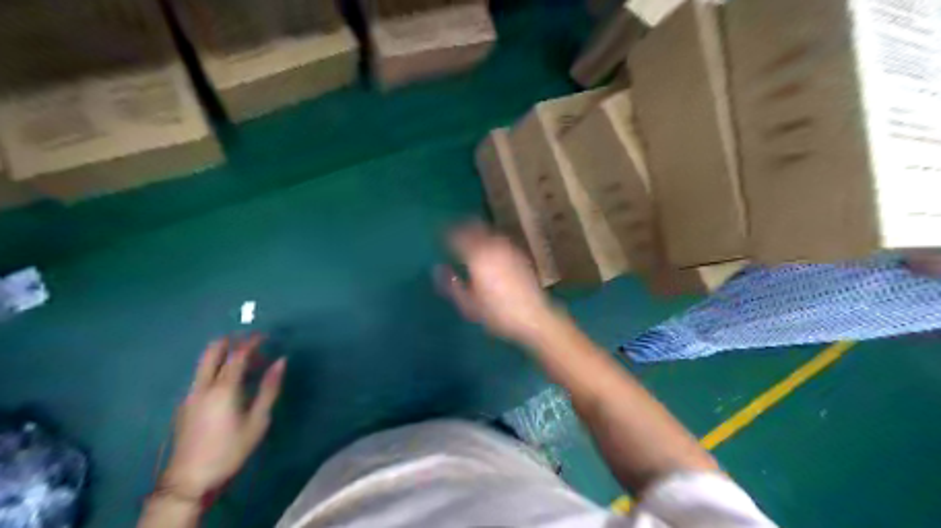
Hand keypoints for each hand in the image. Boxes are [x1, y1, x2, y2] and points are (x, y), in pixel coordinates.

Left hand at [162, 337, 283, 497]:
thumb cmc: (231, 449)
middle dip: (231, 341)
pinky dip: (216, 367)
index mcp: (223, 388)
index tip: (266, 335)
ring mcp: (190, 394)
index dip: (251, 341)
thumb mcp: (258, 420)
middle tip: (251, 342)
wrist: (189, 480)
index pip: (237, 354)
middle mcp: (203, 385)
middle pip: (212, 351)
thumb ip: (269, 388)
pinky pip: (201, 375)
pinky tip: (231, 380)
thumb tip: (280, 361)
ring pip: (204, 362)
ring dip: (224, 354)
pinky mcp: (185, 404)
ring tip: (246, 362)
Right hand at [439, 223, 561, 346]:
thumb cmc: (497, 314)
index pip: (458, 237)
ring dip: (478, 232)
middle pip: (475, 228)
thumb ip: (451, 285)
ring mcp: (509, 249)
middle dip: (462, 227)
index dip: (447, 233)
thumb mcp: (468, 305)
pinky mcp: (520, 255)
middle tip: (452, 231)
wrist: (533, 317)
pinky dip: (491, 240)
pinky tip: (489, 249)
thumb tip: (439, 269)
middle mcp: (493, 247)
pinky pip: (501, 241)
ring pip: (489, 233)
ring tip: (469, 238)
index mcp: (478, 257)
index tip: (439, 234)